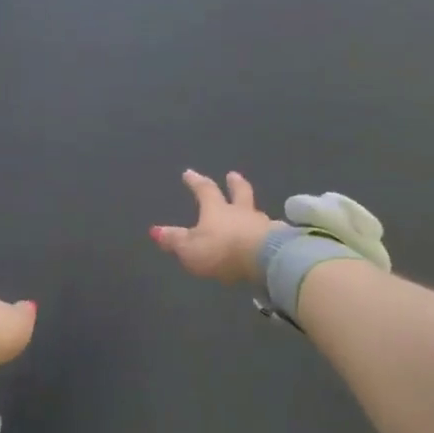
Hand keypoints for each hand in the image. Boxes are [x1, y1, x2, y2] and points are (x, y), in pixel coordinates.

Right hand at [150, 169, 276, 284]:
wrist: (264, 259)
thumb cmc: (222, 250)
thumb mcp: (190, 248)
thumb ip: (174, 240)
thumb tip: (155, 231)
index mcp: (217, 210)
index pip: (205, 190)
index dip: (196, 182)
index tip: (189, 173)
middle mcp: (241, 211)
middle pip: (239, 192)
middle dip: (234, 183)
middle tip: (233, 174)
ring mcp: (262, 224)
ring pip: (256, 211)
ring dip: (252, 208)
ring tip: (252, 209)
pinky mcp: (279, 239)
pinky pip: (272, 231)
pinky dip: (268, 230)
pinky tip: (270, 234)